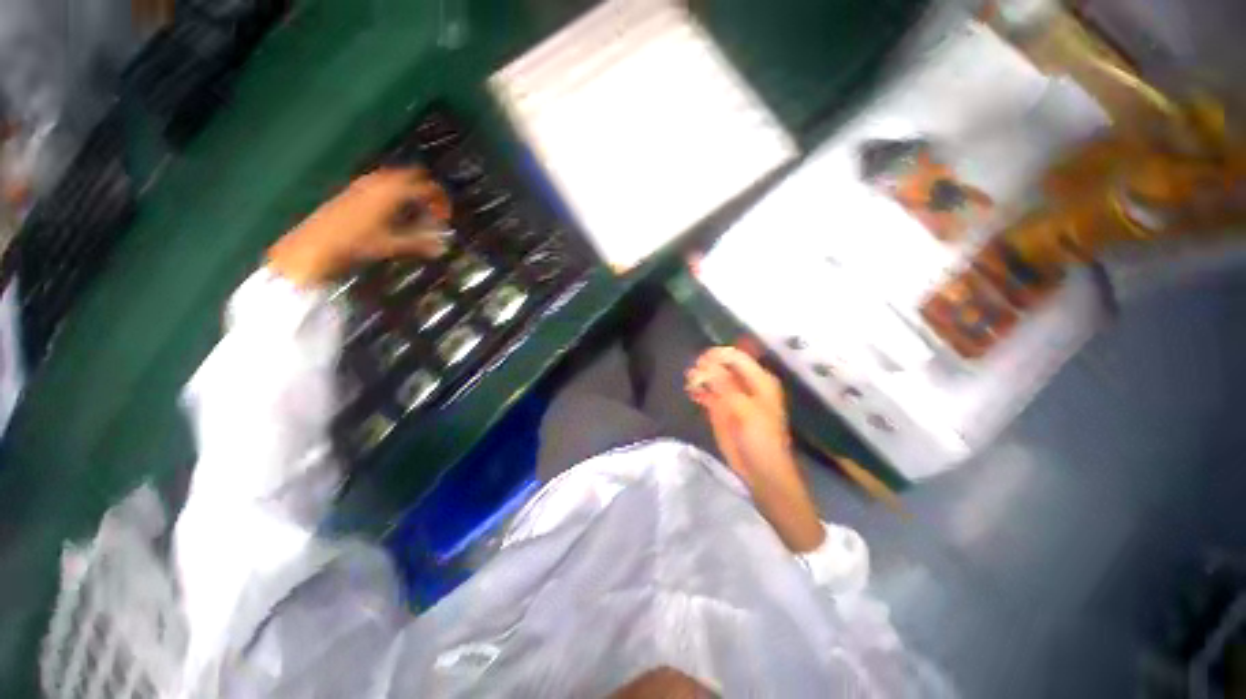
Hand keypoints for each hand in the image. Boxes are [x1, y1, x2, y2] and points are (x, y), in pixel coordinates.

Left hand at [268, 168, 451, 285]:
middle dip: (427, 190)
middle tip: (434, 210)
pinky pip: (382, 182)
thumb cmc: (355, 244)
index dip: (441, 200)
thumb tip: (442, 247)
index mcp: (392, 192)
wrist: (316, 244)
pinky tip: (393, 211)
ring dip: (410, 190)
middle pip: (412, 175)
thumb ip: (420, 243)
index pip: (427, 187)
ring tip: (416, 211)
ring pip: (396, 177)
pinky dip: (394, 192)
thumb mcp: (392, 245)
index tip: (445, 216)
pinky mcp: (354, 189)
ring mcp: (364, 184)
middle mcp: (379, 182)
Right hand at [686, 346, 791, 486]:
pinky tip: (691, 392)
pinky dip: (699, 390)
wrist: (760, 470)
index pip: (736, 356)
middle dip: (707, 365)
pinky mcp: (720, 409)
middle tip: (693, 373)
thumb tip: (705, 366)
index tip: (701, 361)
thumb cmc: (761, 438)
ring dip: (700, 377)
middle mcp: (745, 383)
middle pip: (722, 364)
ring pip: (712, 378)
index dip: (718, 355)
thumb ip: (725, 386)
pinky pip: (707, 393)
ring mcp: (731, 396)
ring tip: (690, 381)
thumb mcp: (744, 410)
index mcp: (759, 379)